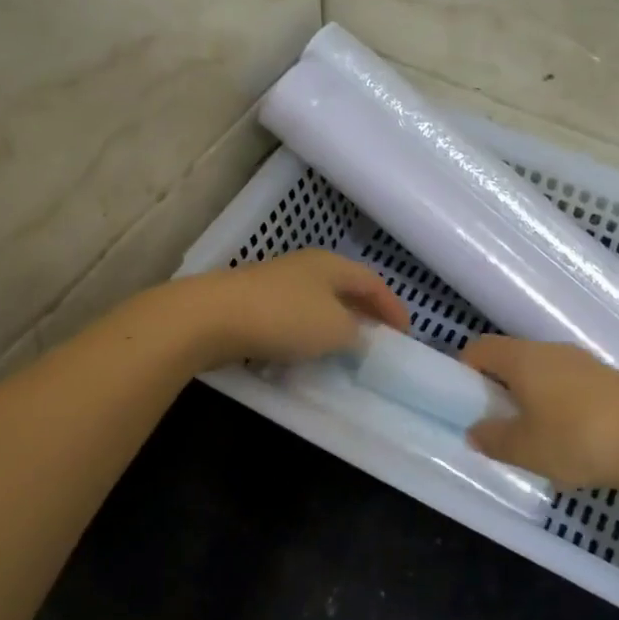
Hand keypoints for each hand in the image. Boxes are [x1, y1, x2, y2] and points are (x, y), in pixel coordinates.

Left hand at [177, 249, 409, 367]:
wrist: (212, 318)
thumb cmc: (284, 318)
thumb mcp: (335, 329)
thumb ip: (357, 333)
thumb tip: (360, 336)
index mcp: (331, 265)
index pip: (372, 281)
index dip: (393, 307)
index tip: (406, 334)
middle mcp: (305, 267)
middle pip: (345, 288)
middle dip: (365, 313)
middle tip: (380, 340)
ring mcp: (276, 283)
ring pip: (317, 303)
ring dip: (335, 325)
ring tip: (346, 351)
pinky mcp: (252, 304)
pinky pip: (292, 318)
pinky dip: (307, 334)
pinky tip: (306, 354)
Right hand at [461, 336, 618, 494]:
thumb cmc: (579, 439)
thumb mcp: (525, 449)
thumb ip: (492, 439)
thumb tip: (476, 430)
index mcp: (523, 358)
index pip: (480, 348)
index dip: (464, 370)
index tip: (463, 402)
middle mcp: (552, 351)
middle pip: (512, 359)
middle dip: (498, 389)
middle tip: (495, 425)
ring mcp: (585, 364)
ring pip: (543, 374)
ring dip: (531, 399)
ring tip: (534, 439)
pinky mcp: (611, 382)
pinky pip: (570, 388)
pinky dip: (560, 407)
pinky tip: (571, 442)